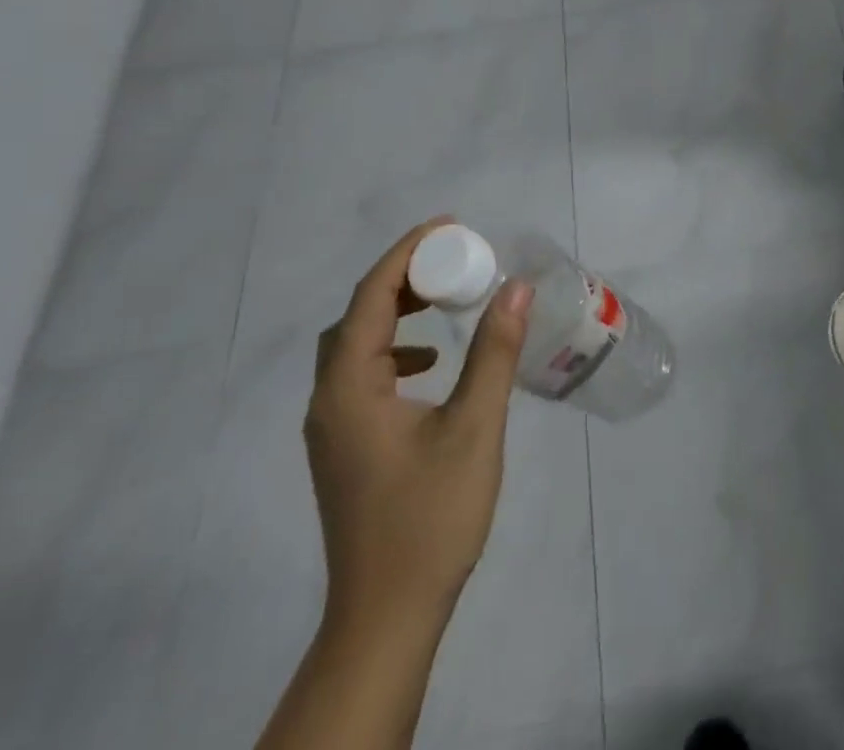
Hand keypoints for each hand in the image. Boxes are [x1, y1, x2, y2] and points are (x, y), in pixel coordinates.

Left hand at [305, 216, 534, 637]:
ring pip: (355, 347)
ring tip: (443, 301)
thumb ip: (494, 352)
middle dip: (403, 278)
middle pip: (357, 317)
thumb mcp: (474, 427)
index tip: (450, 227)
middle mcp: (328, 402)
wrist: (387, 617)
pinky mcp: (344, 449)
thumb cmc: (430, 518)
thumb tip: (515, 287)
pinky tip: (431, 366)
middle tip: (452, 260)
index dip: (407, 253)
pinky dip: (394, 352)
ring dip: (396, 314)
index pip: (370, 297)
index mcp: (349, 389)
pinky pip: (361, 376)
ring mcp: (331, 429)